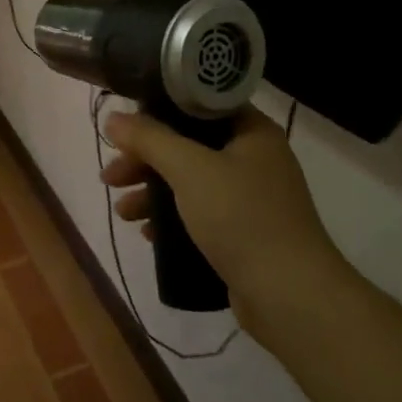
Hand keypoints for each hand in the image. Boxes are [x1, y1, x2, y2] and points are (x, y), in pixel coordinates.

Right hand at [101, 104, 343, 323]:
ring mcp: (253, 198)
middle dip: (147, 160)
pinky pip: (201, 213)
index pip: (201, 105)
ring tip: (121, 211)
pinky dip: (173, 217)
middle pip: (191, 145)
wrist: (290, 295)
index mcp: (253, 131)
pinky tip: (146, 232)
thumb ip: (150, 140)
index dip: (160, 111)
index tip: (126, 128)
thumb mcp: (190, 170)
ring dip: (154, 192)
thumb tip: (113, 117)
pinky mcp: (246, 233)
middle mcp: (256, 158)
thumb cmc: (242, 218)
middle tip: (111, 176)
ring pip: (192, 182)